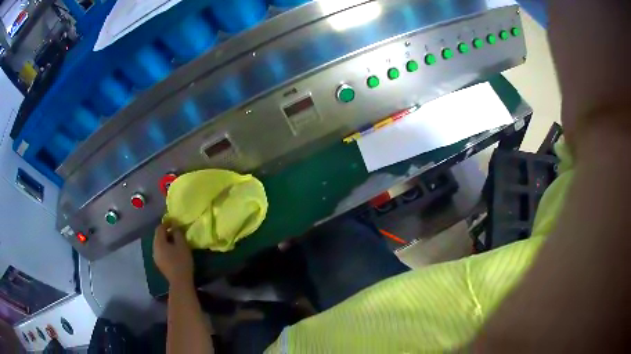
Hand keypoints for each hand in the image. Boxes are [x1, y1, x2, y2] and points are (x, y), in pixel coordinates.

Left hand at [153, 222, 193, 286]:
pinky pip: (160, 251)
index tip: (175, 221)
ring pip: (159, 244)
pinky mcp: (159, 264)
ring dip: (166, 240)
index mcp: (158, 242)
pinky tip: (173, 251)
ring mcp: (155, 257)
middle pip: (158, 236)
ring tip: (175, 241)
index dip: (167, 223)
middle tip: (176, 231)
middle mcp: (154, 248)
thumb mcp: (182, 245)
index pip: (159, 228)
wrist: (180, 281)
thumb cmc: (181, 261)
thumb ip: (177, 233)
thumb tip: (174, 225)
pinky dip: (166, 248)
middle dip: (166, 232)